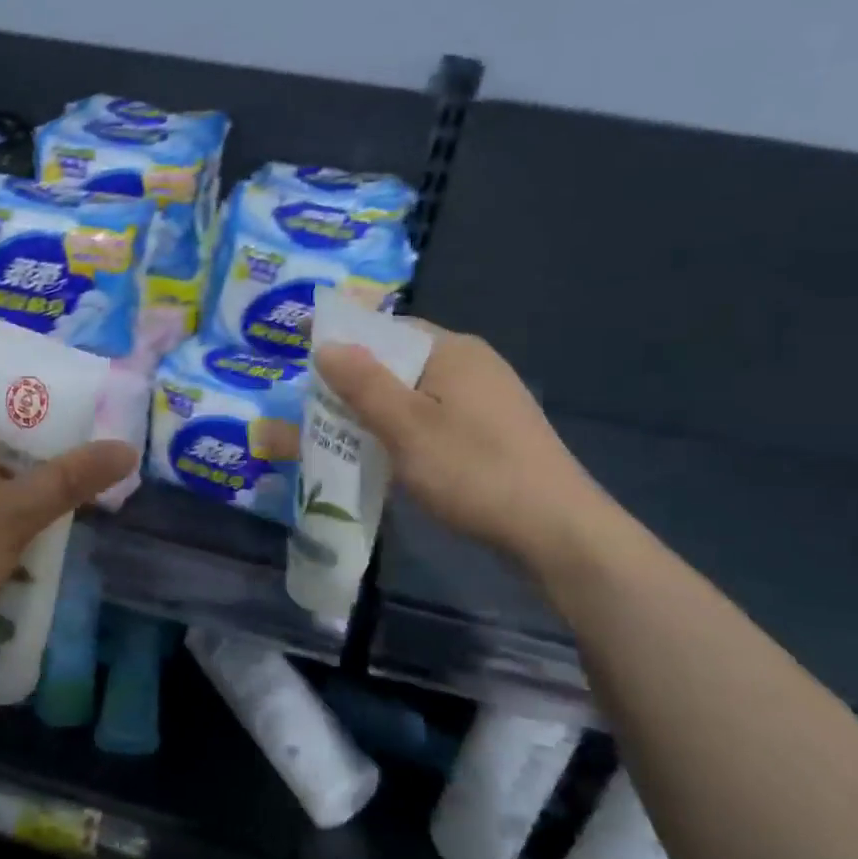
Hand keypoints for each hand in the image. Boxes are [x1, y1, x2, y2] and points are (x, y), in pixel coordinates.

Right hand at [315, 325, 610, 567]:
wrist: (555, 530)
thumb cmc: (473, 471)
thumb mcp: (407, 427)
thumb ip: (363, 384)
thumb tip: (326, 345)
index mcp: (452, 350)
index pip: (386, 328)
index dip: (342, 338)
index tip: (302, 352)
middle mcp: (472, 363)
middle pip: (399, 361)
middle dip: (354, 380)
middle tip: (314, 404)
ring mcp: (487, 398)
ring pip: (415, 392)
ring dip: (377, 408)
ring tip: (340, 431)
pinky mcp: (492, 431)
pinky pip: (434, 416)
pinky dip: (403, 428)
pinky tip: (387, 454)